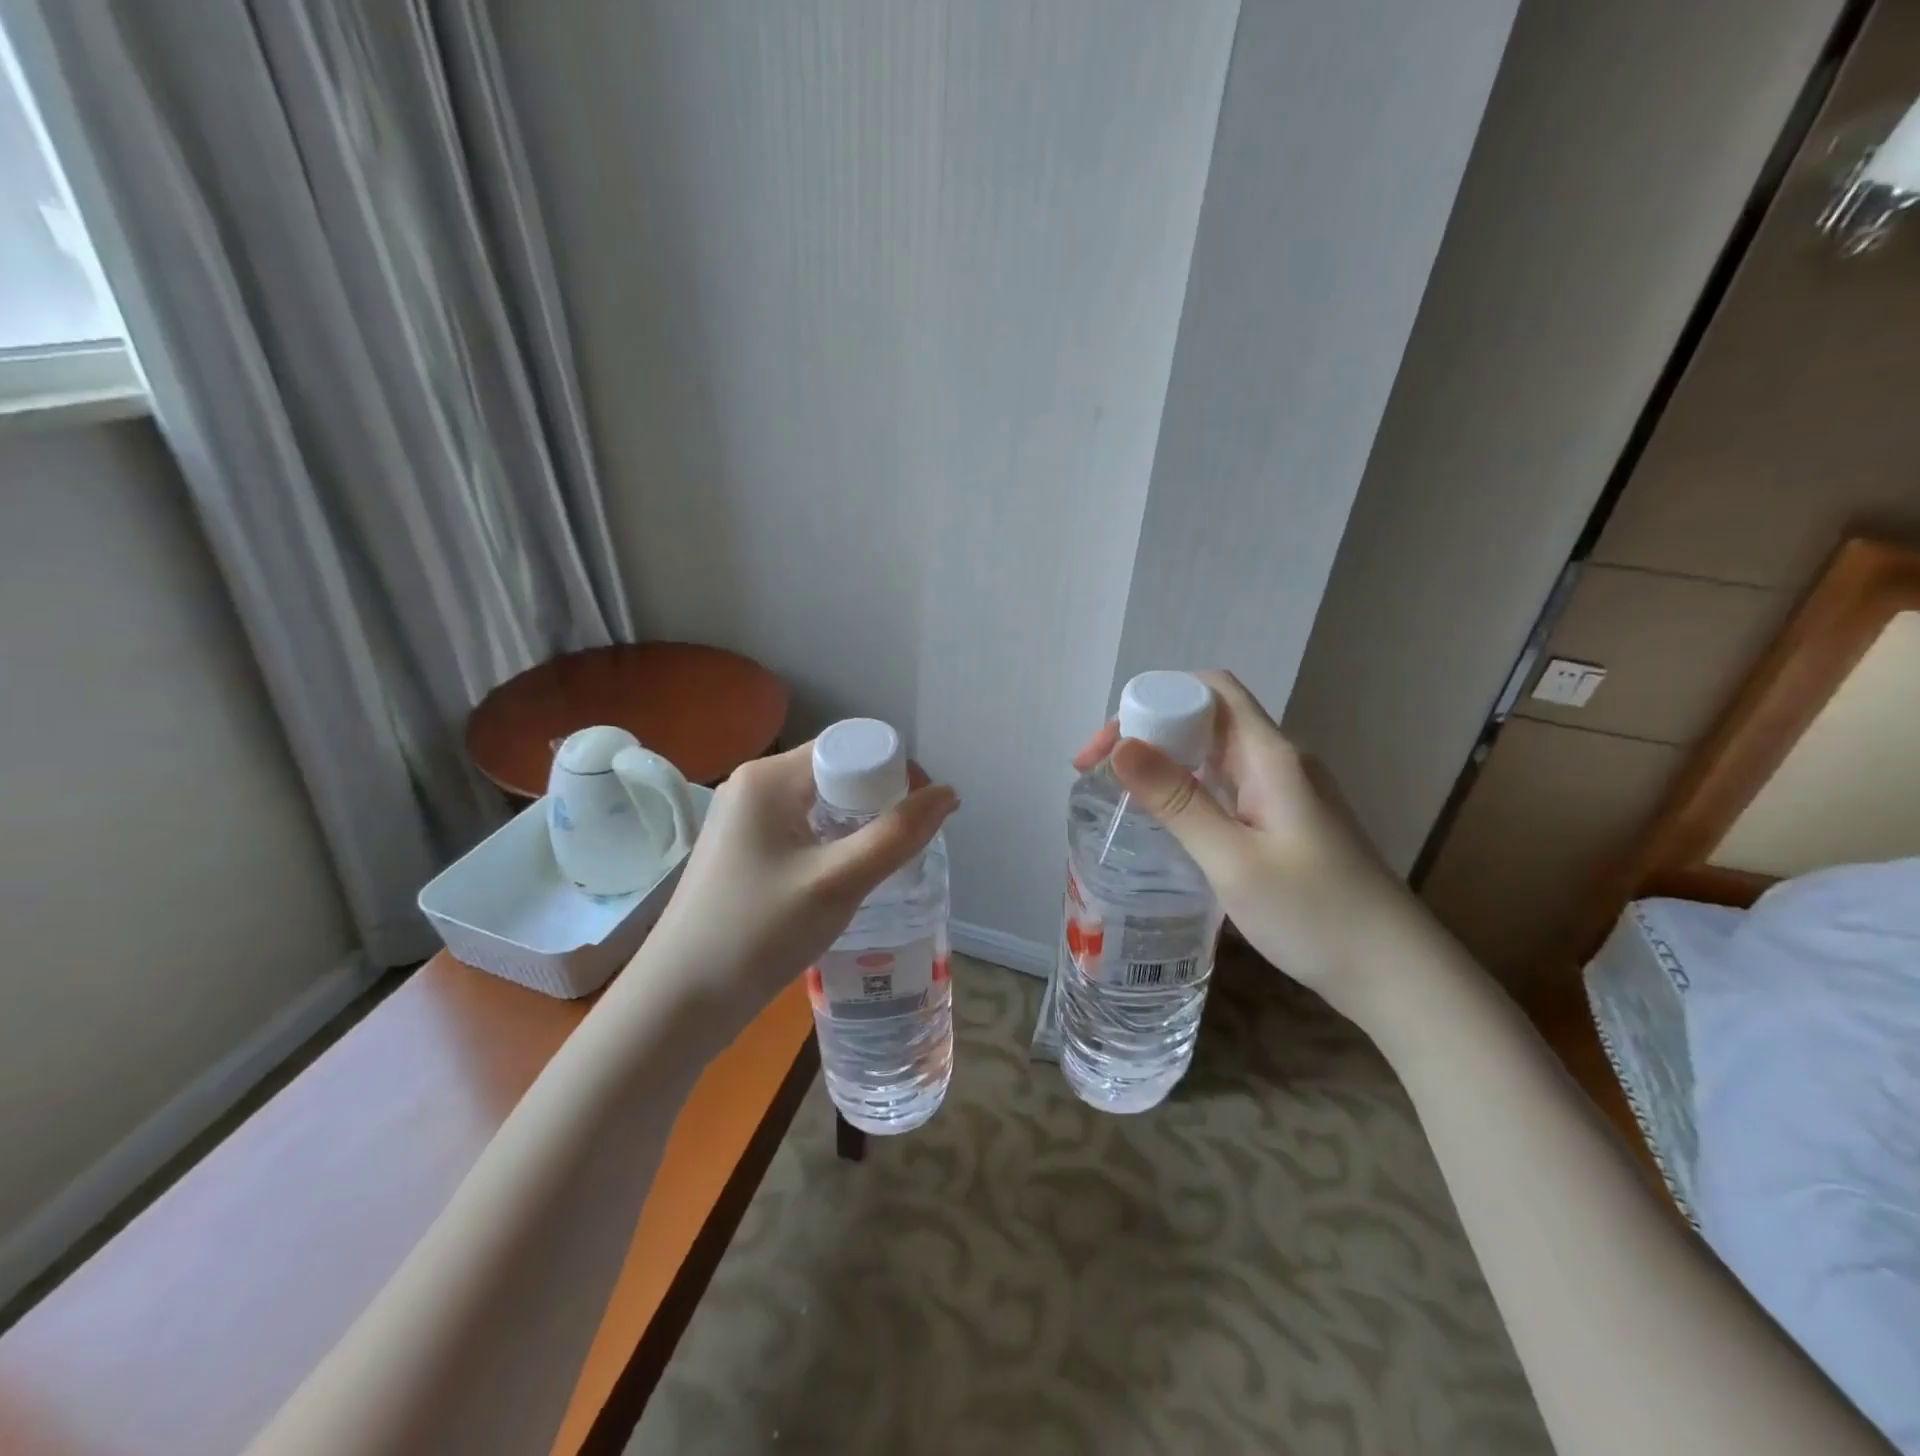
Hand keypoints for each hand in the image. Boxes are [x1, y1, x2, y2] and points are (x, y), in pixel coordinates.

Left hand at [620, 742, 958, 1044]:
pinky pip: (803, 829)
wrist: (678, 1003)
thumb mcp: (837, 883)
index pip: (849, 747)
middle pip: (836, 773)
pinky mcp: (743, 850)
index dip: (894, 771)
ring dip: (859, 826)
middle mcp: (754, 786)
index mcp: (769, 777)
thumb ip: (897, 836)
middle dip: (879, 802)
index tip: (922, 814)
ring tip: (883, 865)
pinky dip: (834, 844)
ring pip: (822, 804)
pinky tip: (846, 879)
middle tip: (905, 846)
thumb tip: (948, 793)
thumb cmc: (757, 933)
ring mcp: (744, 819)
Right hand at [1072, 671, 1418, 1015]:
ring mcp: (1287, 793)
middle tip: (1098, 772)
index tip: (1108, 746)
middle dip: (1148, 731)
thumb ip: (1178, 801)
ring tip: (1120, 793)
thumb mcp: (1233, 860)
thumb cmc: (1315, 914)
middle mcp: (1280, 762)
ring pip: (1216, 754)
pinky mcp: (1287, 821)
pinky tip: (1168, 821)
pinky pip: (1228, 785)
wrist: (1395, 973)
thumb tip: (1120, 746)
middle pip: (1207, 718)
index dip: (1153, 700)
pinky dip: (1189, 789)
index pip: (1210, 690)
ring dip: (1166, 761)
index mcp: (1272, 757)